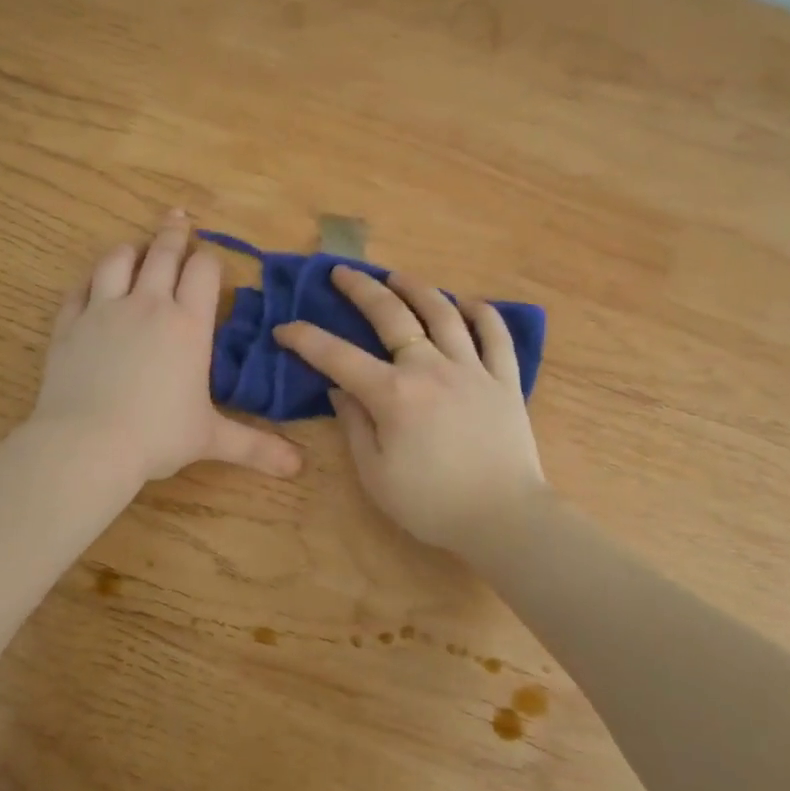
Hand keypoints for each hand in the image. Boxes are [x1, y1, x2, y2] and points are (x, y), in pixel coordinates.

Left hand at [33, 211, 302, 484]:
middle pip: (163, 254)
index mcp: (188, 325)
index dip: (210, 260)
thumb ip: (256, 446)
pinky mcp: (69, 324)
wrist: (87, 444)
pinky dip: (90, 280)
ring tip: (137, 246)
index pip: (203, 271)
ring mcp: (104, 310)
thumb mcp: (212, 438)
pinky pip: (79, 289)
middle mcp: (148, 305)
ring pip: (118, 261)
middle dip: (174, 234)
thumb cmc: (157, 436)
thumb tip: (299, 466)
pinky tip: (93, 282)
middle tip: (178, 216)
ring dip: (131, 249)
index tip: (210, 258)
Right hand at [274, 267, 549, 551]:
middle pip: (392, 315)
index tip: (285, 328)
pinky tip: (466, 303)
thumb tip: (339, 389)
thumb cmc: (432, 504)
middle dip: (361, 289)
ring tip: (397, 276)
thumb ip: (355, 426)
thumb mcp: (376, 475)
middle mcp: (431, 368)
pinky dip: (481, 312)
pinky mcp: (505, 378)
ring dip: (416, 288)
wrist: (504, 518)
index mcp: (394, 395)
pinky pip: (495, 334)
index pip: (338, 356)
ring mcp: (472, 368)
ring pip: (443, 313)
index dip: (306, 339)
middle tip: (342, 272)